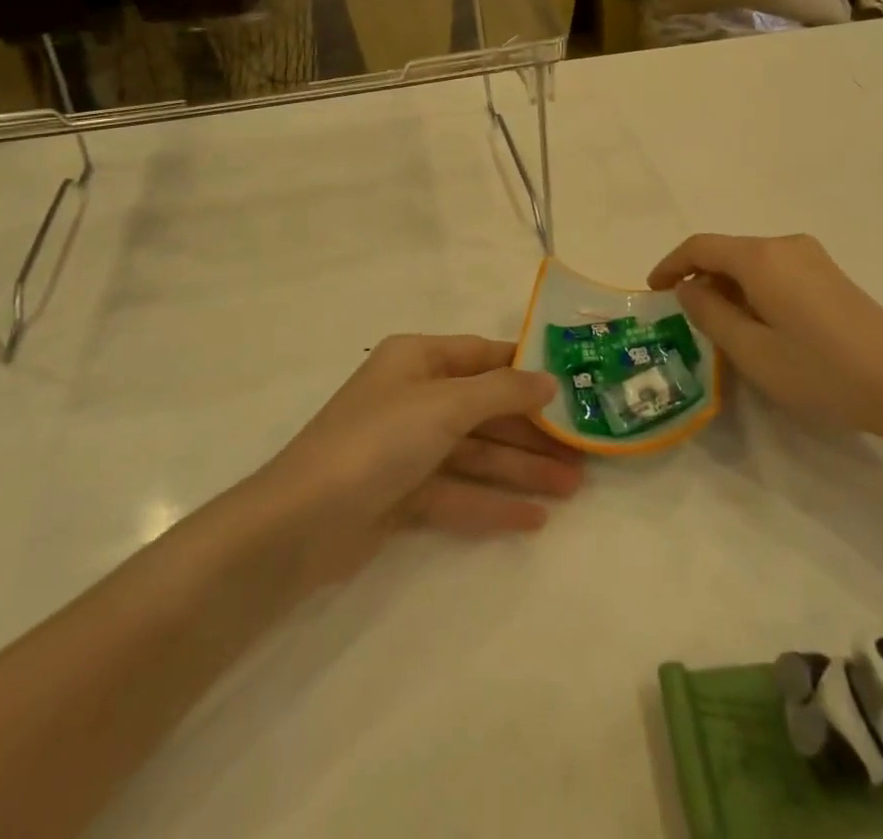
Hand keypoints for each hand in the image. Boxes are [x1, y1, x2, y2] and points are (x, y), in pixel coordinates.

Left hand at [253, 335, 582, 582]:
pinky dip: (491, 504)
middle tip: (583, 451)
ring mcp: (407, 449)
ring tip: (573, 489)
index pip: (483, 356)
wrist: (299, 525)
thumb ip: (502, 391)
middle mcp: (413, 397)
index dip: (527, 371)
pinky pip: (457, 493)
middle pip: (484, 410)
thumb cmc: (378, 441)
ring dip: (521, 470)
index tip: (572, 386)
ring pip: (475, 453)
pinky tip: (533, 520)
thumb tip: (549, 379)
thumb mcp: (445, 405)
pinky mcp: (401, 495)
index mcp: (417, 361)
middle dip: (532, 431)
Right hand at [647, 234, 882, 433]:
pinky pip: (775, 271)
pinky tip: (758, 325)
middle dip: (700, 278)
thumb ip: (710, 314)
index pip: (701, 246)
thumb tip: (689, 289)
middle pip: (727, 251)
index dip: (671, 265)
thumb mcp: (752, 351)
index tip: (653, 291)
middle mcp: (785, 245)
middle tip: (685, 318)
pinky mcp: (829, 274)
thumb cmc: (820, 370)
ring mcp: (812, 257)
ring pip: (752, 263)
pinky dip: (753, 290)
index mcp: (762, 257)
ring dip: (727, 287)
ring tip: (719, 328)